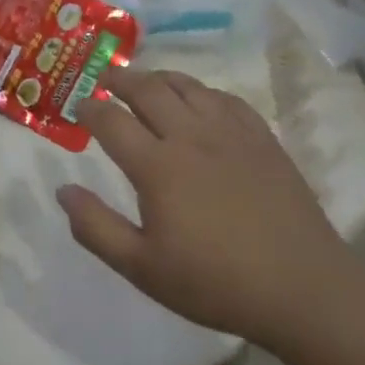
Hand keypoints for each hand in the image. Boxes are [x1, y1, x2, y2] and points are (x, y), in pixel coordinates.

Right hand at [56, 68, 343, 343]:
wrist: (302, 288)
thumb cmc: (214, 283)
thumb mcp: (142, 268)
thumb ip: (96, 228)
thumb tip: (63, 190)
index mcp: (158, 167)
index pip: (112, 121)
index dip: (90, 108)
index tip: (78, 105)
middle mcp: (191, 137)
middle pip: (148, 90)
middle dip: (120, 78)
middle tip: (104, 77)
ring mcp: (231, 133)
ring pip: (188, 86)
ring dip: (159, 77)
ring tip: (145, 81)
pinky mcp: (262, 139)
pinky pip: (225, 98)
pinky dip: (201, 91)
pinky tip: (199, 100)